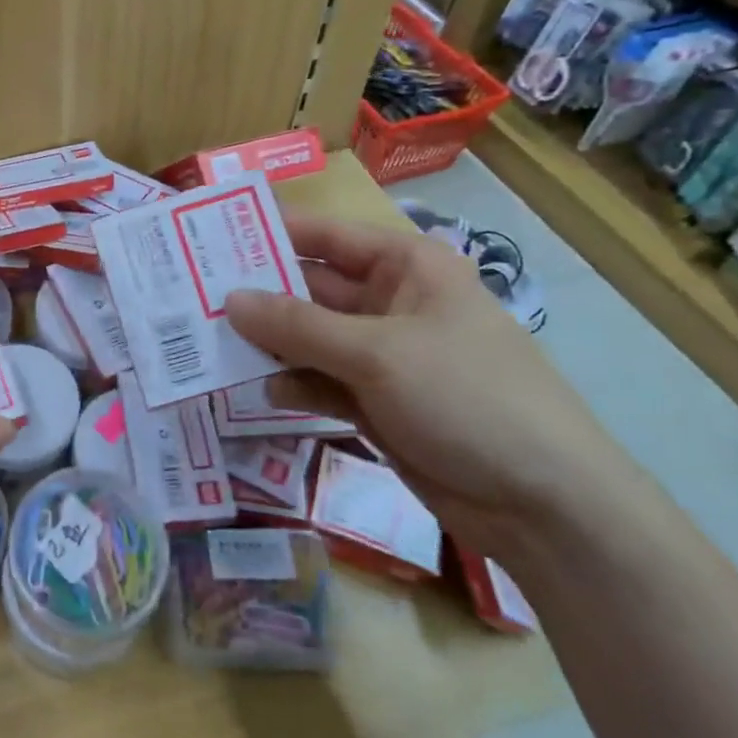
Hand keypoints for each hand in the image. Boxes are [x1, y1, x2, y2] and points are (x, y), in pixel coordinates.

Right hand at [225, 215, 639, 564]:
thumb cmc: (467, 397)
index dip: (268, 232)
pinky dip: (292, 384)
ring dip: (268, 342)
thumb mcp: (376, 352)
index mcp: (405, 267)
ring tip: (209, 344)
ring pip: (308, 337)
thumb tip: (228, 299)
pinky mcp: (375, 402)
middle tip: (191, 296)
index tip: (206, 237)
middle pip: (309, 287)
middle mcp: (390, 303)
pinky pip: (319, 380)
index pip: (323, 235)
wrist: (546, 506)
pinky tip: (262, 391)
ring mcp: (382, 356)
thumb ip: (296, 325)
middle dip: (257, 294)